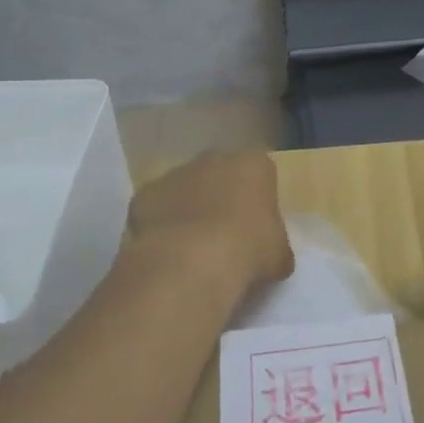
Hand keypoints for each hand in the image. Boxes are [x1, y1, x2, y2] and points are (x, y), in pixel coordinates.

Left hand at [127, 150, 294, 293]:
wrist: (189, 264)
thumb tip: (272, 253)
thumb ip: (275, 244)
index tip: (258, 222)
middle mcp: (214, 158)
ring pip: (186, 188)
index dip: (259, 195)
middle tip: (225, 232)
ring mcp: (176, 173)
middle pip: (221, 172)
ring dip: (189, 208)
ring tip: (192, 247)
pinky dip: (161, 224)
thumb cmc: (247, 251)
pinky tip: (166, 252)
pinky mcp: (144, 195)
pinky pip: (157, 208)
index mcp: (254, 164)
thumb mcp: (278, 254)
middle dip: (222, 194)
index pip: (261, 170)